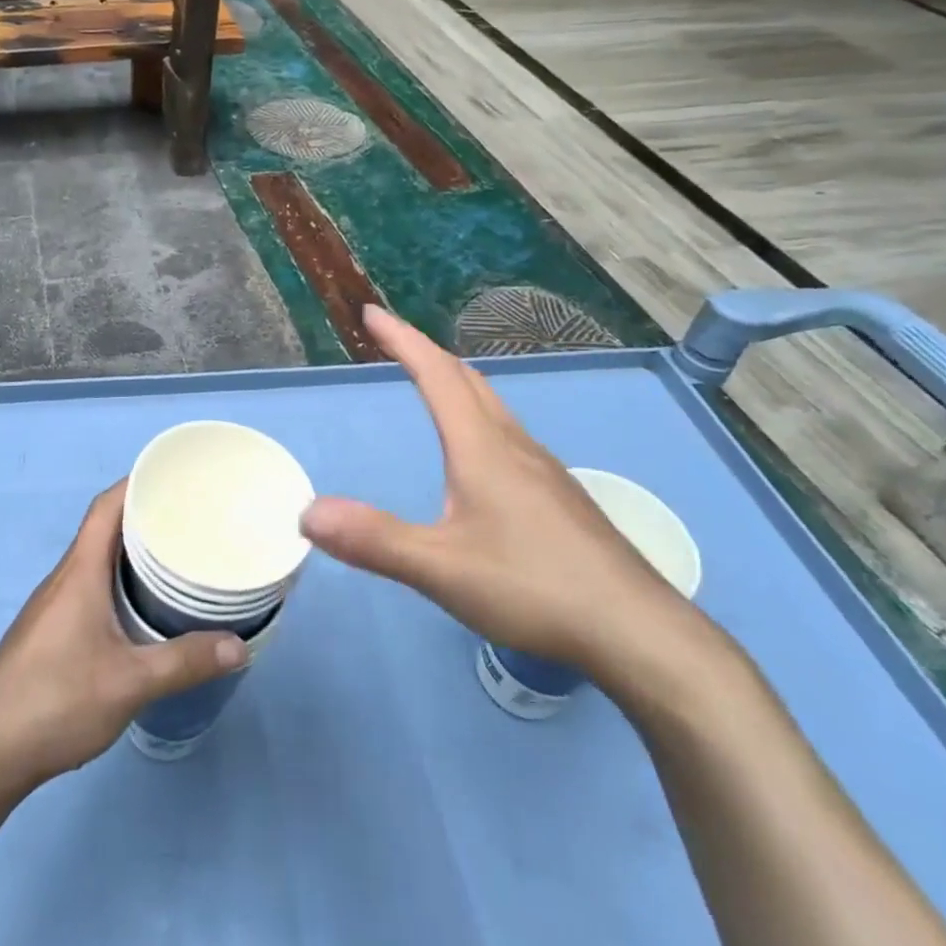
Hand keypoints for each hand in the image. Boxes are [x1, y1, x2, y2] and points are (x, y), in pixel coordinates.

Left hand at [0, 481, 247, 795]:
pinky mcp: (47, 632)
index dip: (136, 483)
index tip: (174, 479)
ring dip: (129, 552)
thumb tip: (240, 645)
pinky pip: (86, 587)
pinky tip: (137, 610)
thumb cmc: (56, 701)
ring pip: (94, 561)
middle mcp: (63, 578)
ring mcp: (50, 606)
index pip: (105, 506)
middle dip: (143, 518)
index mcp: (79, 572)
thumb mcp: (130, 683)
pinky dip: (115, 582)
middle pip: (103, 529)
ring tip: (173, 560)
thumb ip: (185, 662)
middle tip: (189, 521)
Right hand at [300, 306, 700, 679]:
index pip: (436, 375)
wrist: (638, 632)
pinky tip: (479, 452)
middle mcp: (514, 446)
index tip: (372, 314)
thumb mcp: (441, 569)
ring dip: (455, 381)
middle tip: (394, 341)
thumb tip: (307, 513)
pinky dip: (477, 414)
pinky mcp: (559, 497)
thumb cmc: (534, 588)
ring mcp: (543, 470)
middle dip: (426, 352)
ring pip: (492, 405)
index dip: (402, 340)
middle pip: (467, 379)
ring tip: (431, 382)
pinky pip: (507, 432)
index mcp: (482, 448)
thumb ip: (373, 540)